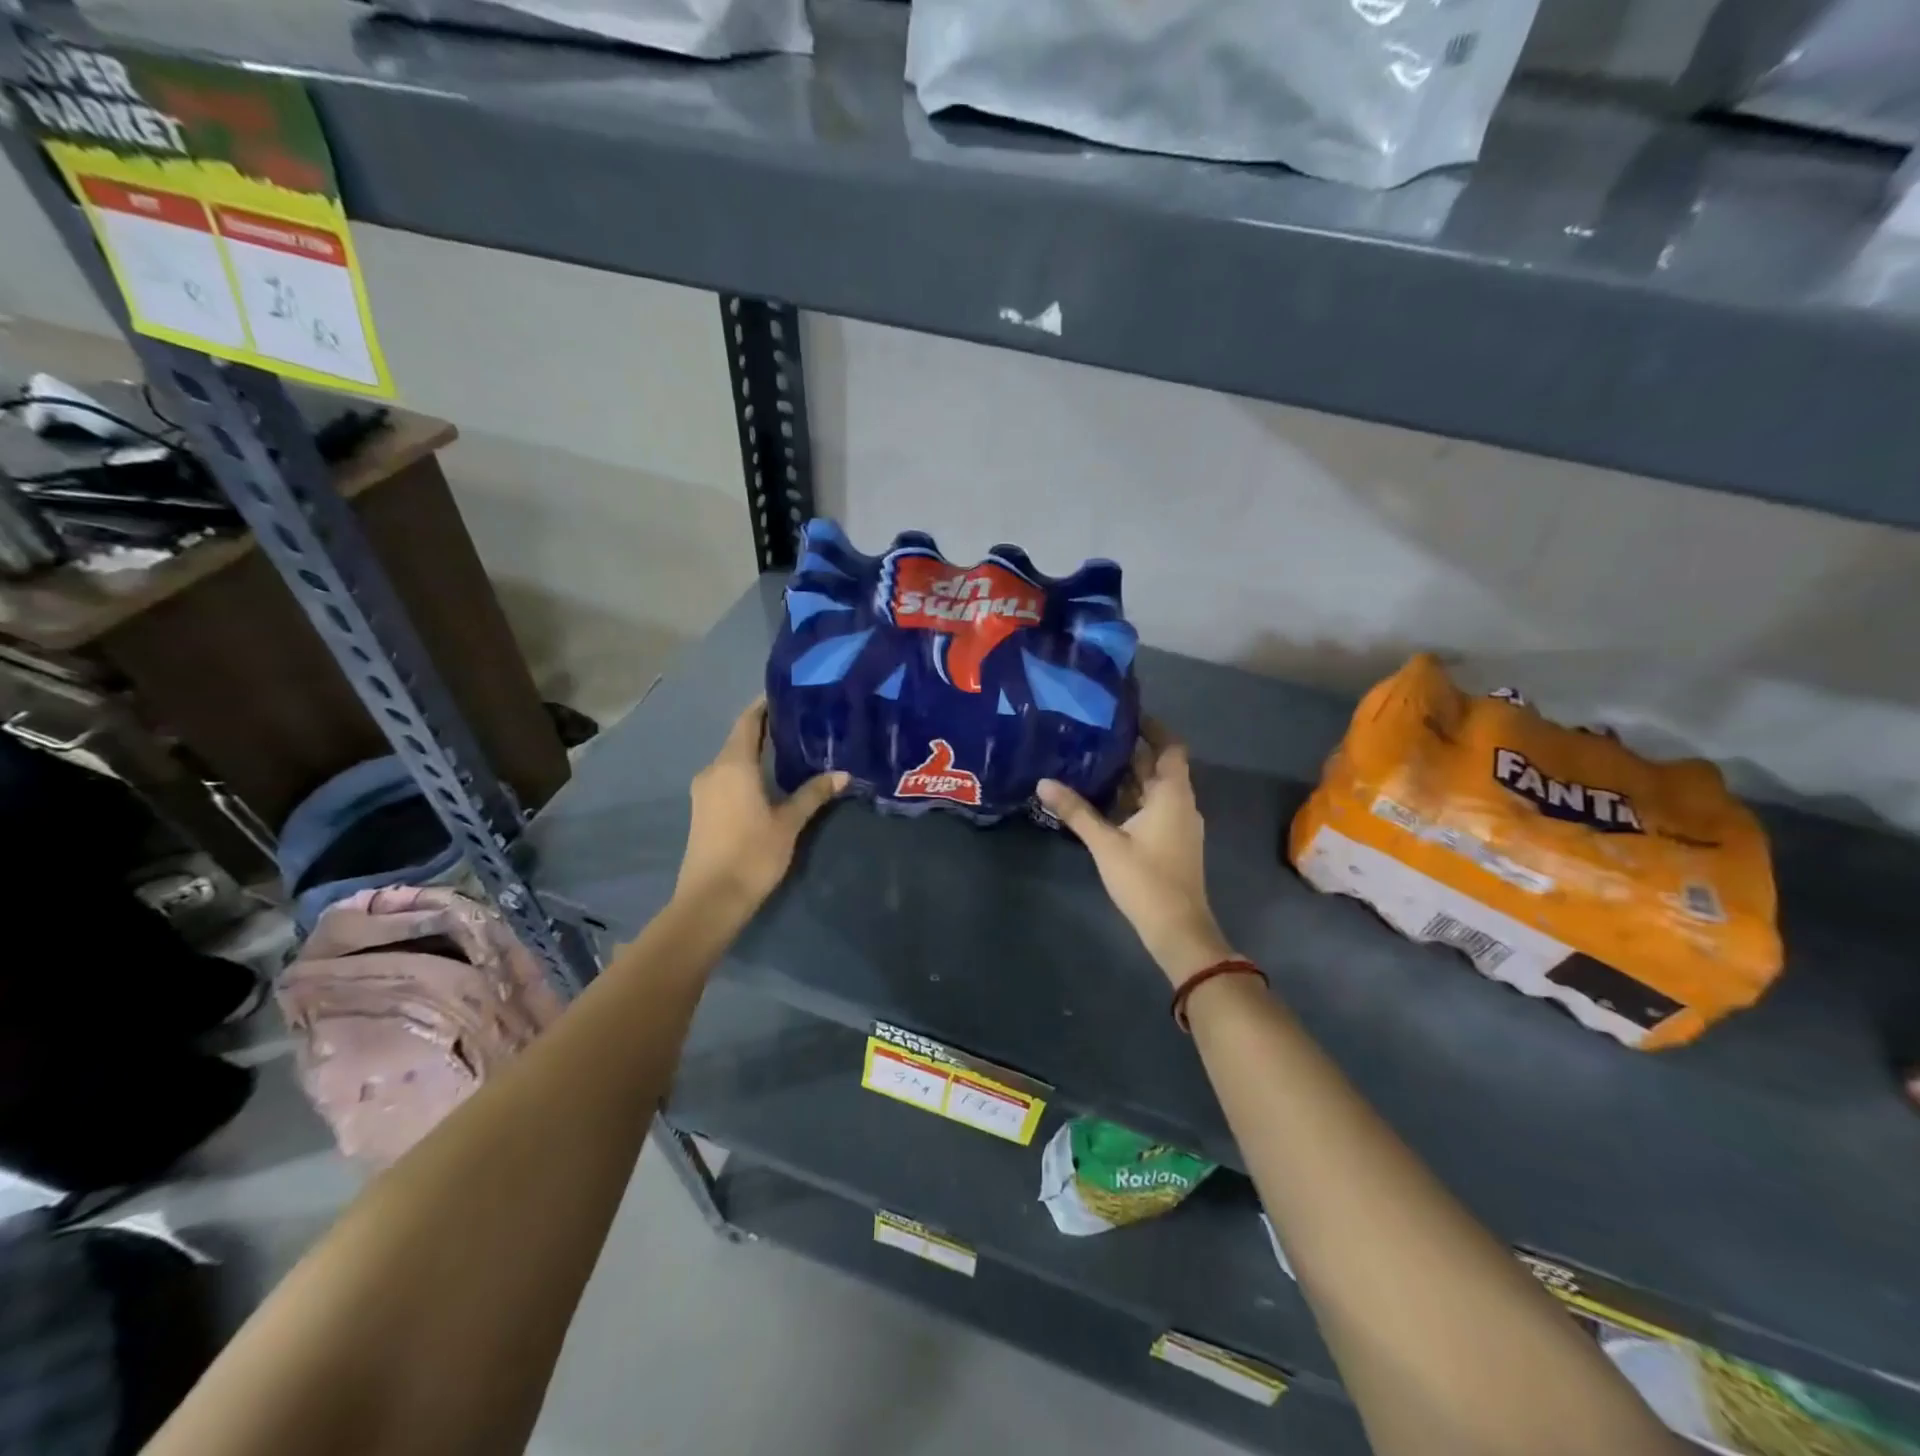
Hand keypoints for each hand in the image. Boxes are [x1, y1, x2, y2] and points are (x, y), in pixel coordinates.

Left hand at [676, 698, 847, 911]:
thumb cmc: (752, 854)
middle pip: (740, 738)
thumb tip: (842, 773)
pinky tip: (769, 777)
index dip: (765, 705)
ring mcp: (704, 790)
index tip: (788, 694)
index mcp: (733, 765)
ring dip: (757, 751)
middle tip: (800, 721)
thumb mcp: (789, 822)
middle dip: (766, 728)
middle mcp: (714, 770)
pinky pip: (727, 776)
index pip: (748, 721)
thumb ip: (813, 794)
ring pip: (733, 759)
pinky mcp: (703, 809)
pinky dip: (747, 769)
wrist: (710, 900)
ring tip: (791, 747)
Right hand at [1038, 722, 1236, 986]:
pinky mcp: (1173, 841)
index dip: (1152, 728)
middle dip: (1132, 750)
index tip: (1124, 714)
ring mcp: (1179, 823)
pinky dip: (1133, 798)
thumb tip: (1043, 782)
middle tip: (1096, 735)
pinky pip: (1154, 807)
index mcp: (1172, 794)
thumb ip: (1076, 811)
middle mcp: (1181, 802)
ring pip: (1155, 788)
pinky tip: (1104, 800)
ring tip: (1094, 761)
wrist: (1177, 928)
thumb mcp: (1105, 843)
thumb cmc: (1146, 879)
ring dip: (1131, 776)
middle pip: (1160, 766)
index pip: (1170, 747)